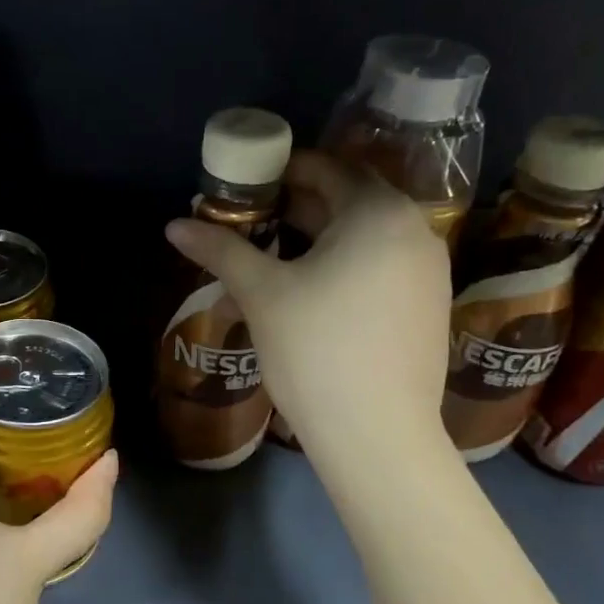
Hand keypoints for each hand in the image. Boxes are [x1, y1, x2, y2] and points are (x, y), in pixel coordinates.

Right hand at [165, 150, 452, 453]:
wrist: (377, 435)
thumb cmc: (316, 351)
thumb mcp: (262, 294)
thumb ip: (220, 250)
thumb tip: (174, 225)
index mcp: (378, 213)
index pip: (326, 168)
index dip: (280, 170)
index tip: (244, 184)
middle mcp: (415, 230)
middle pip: (347, 200)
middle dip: (296, 205)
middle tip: (249, 219)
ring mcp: (429, 270)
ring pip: (364, 237)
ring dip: (318, 237)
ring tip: (271, 254)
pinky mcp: (429, 305)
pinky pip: (381, 265)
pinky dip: (344, 265)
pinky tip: (309, 290)